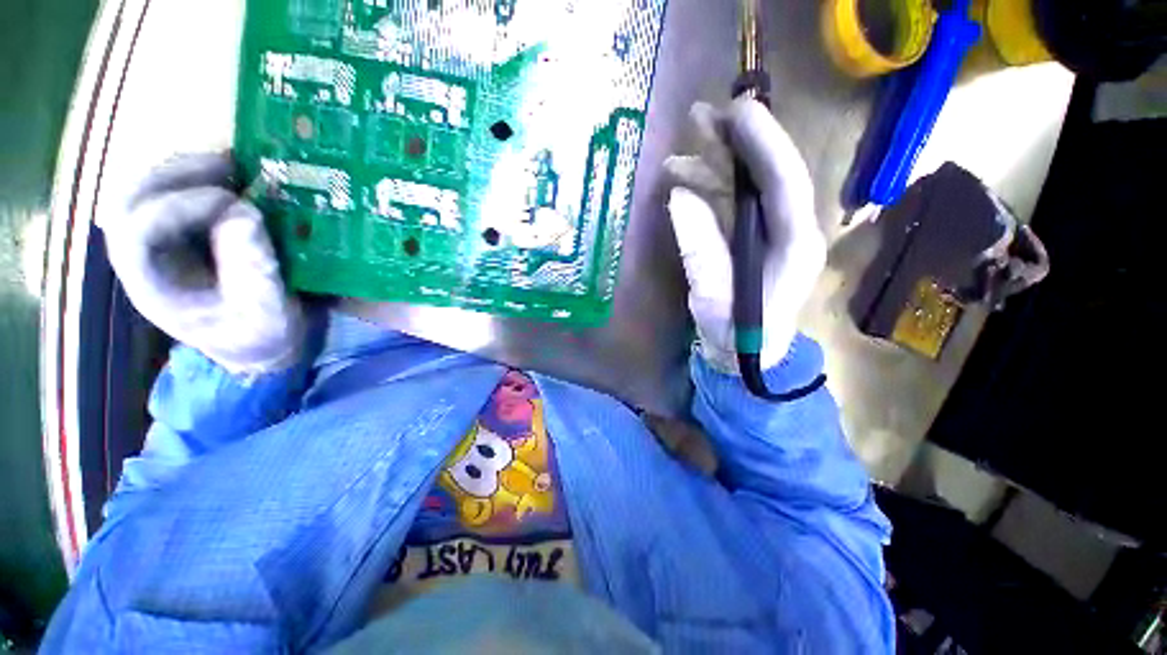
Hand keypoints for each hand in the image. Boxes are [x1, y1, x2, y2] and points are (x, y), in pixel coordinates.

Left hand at [100, 153, 303, 374]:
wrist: (257, 345)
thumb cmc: (260, 334)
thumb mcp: (266, 313)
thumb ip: (253, 271)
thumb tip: (244, 214)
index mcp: (151, 282)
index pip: (138, 228)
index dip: (181, 205)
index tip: (236, 204)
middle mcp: (143, 256)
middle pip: (129, 198)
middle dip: (175, 173)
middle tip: (227, 166)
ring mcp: (158, 242)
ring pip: (145, 187)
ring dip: (185, 168)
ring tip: (232, 165)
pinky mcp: (181, 233)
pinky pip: (173, 192)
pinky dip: (198, 177)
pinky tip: (231, 178)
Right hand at [665, 98, 825, 373]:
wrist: (747, 355)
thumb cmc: (737, 335)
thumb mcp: (713, 299)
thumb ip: (699, 250)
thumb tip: (681, 197)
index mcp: (795, 245)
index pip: (786, 182)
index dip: (764, 143)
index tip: (736, 112)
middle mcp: (791, 229)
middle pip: (768, 174)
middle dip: (737, 143)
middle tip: (699, 118)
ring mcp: (772, 232)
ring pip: (748, 186)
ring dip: (714, 167)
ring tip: (676, 159)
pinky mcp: (753, 238)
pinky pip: (734, 204)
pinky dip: (709, 190)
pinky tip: (683, 185)